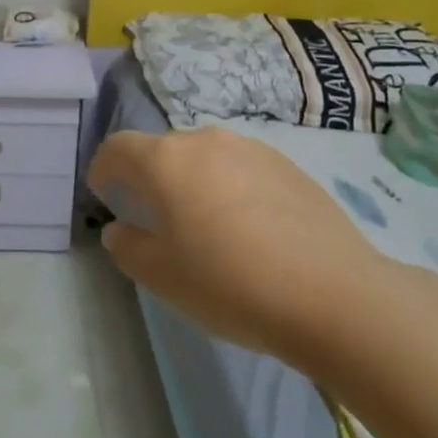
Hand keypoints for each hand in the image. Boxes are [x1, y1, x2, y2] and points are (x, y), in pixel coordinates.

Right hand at [87, 127, 389, 357]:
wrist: (334, 295)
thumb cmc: (229, 283)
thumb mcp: (161, 276)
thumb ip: (128, 246)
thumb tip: (120, 229)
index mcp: (166, 160)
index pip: (118, 148)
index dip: (103, 168)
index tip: (103, 193)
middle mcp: (207, 142)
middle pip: (163, 150)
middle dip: (149, 177)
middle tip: (153, 216)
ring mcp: (253, 150)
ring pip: (206, 158)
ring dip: (192, 181)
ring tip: (203, 223)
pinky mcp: (290, 167)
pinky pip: (242, 169)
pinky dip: (229, 188)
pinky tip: (248, 228)